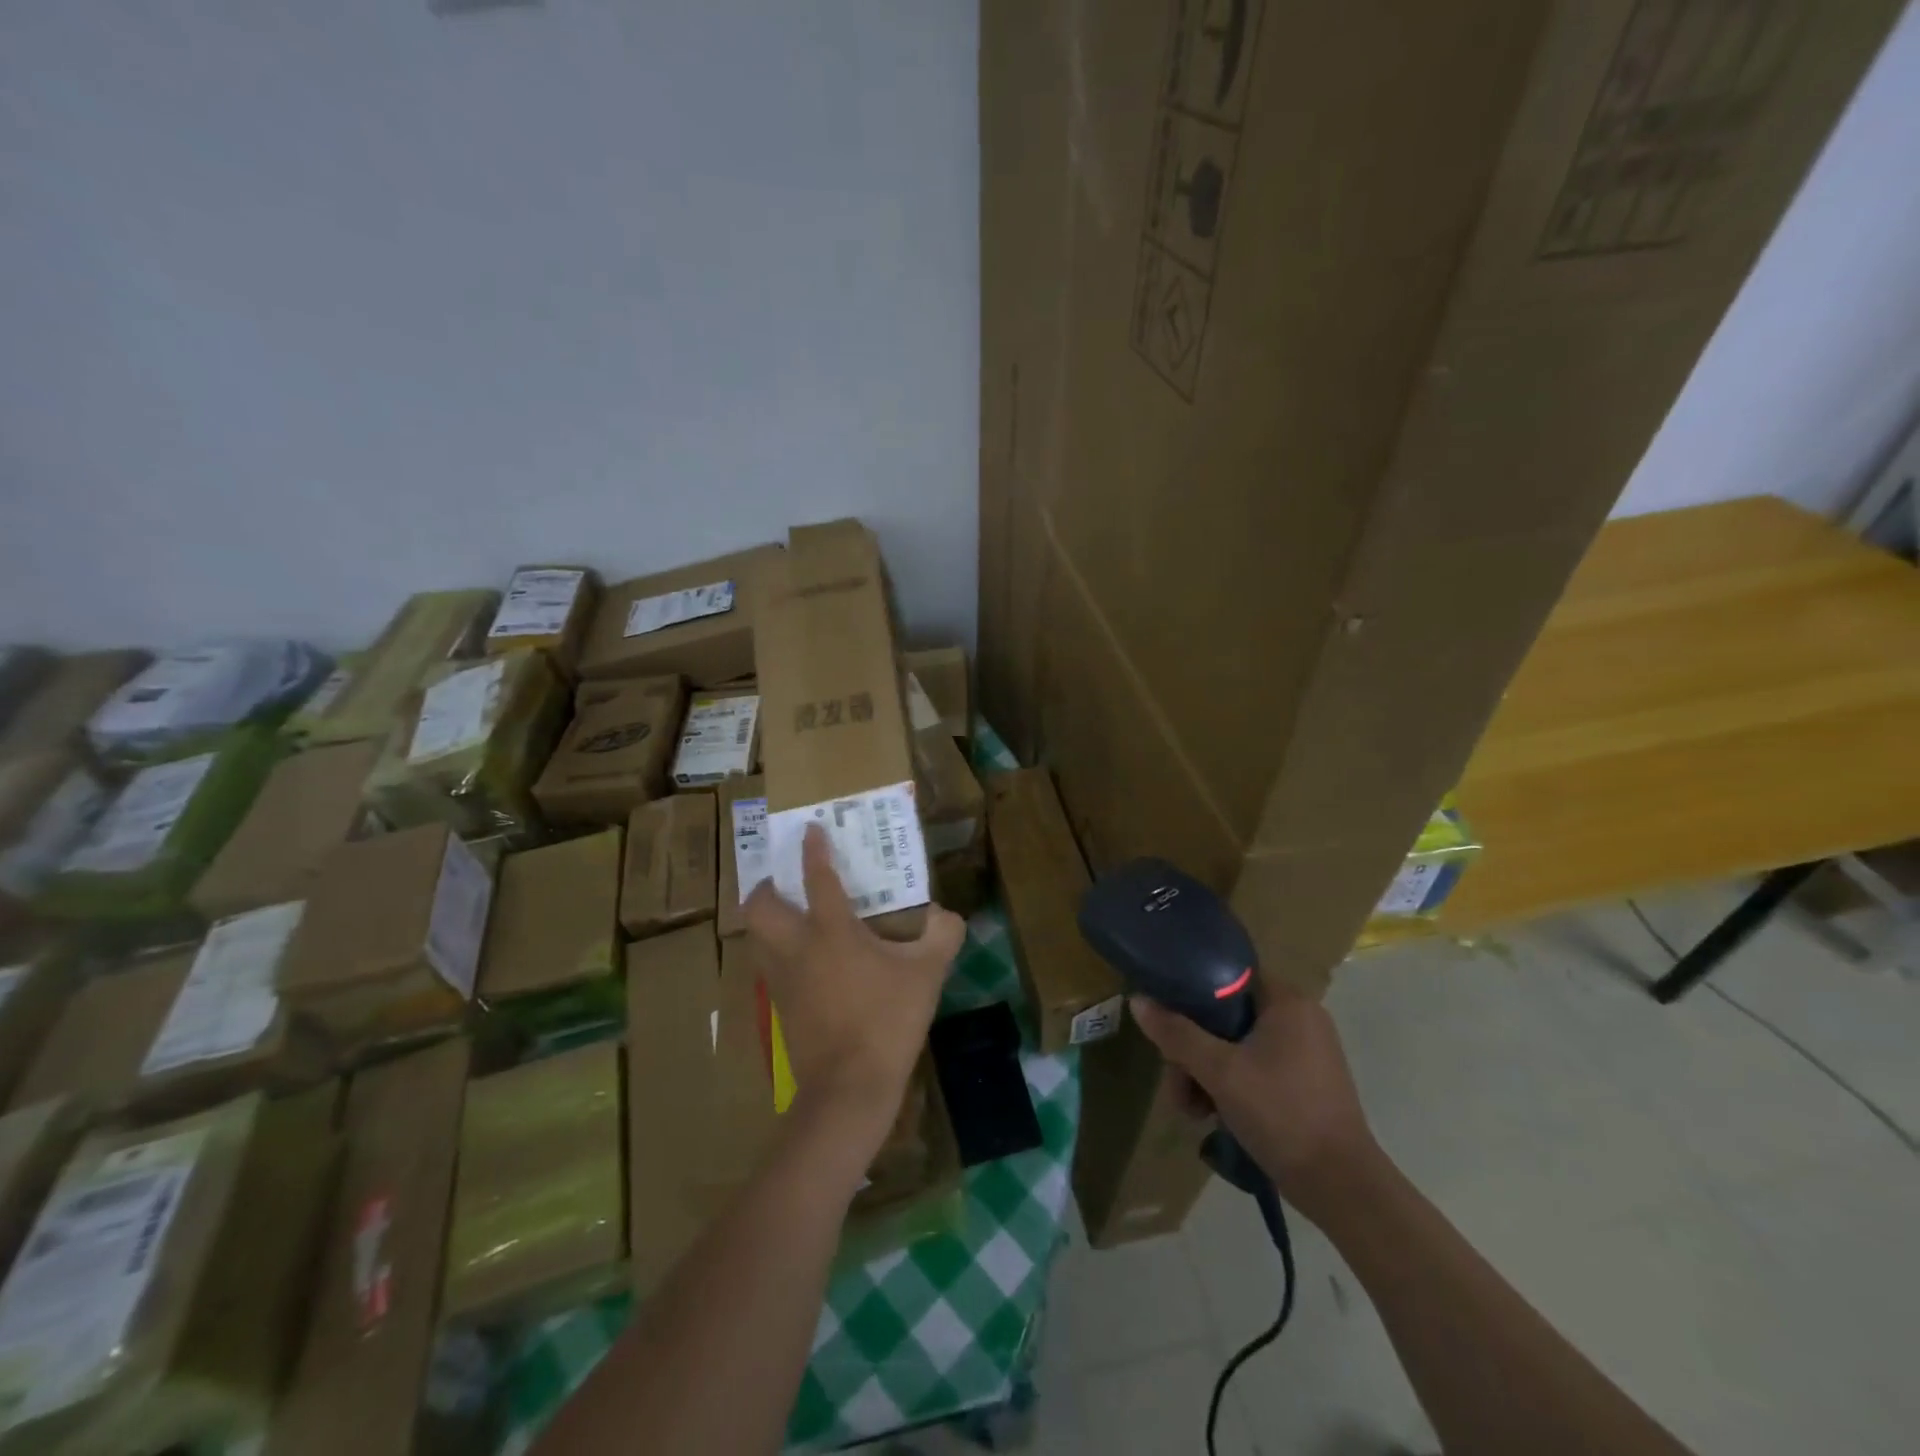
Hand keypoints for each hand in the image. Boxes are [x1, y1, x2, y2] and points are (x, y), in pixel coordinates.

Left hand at [745, 823, 964, 1161]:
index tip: (809, 829)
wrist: (849, 1088)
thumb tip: (944, 915)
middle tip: (783, 882)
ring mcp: (783, 980)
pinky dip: (776, 954)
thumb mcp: (927, 974)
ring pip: (755, 938)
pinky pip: (768, 968)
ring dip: (765, 921)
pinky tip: (802, 963)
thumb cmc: (887, 1020)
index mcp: (831, 931)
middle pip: (760, 907)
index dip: (813, 850)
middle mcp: (798, 947)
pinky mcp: (779, 1009)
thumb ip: (941, 936)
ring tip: (787, 917)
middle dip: (765, 887)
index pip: (817, 878)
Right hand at [1130, 984, 1381, 1222]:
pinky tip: (1214, 1117)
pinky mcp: (1305, 1083)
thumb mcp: (1219, 1071)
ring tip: (1192, 1111)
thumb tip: (1137, 1000)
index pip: (1227, 977)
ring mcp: (1305, 1052)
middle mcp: (1299, 1018)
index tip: (1168, 1025)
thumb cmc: (1281, 1114)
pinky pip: (1255, 1068)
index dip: (1190, 996)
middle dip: (1193, 1052)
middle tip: (1178, 1086)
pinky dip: (1231, 1087)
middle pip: (1225, 1017)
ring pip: (1236, 1047)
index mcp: (1287, 1001)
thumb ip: (1176, 1034)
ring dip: (1206, 1075)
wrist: (1342, 1188)